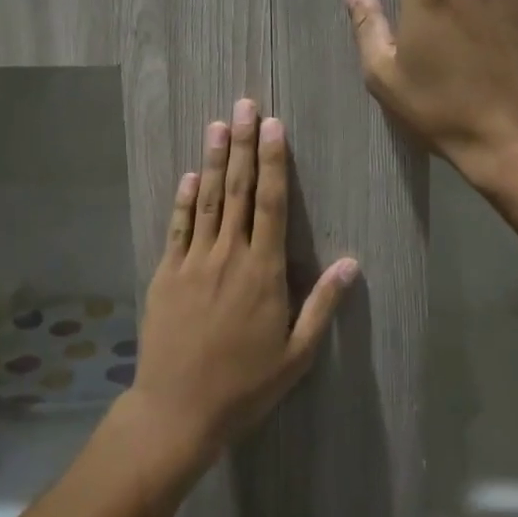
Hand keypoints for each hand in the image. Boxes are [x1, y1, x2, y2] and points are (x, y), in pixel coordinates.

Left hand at [131, 98, 358, 462]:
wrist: (178, 410)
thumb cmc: (245, 385)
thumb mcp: (296, 354)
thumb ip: (322, 305)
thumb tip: (351, 262)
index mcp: (263, 272)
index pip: (272, 204)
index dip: (273, 162)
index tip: (274, 127)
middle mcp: (228, 256)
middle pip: (238, 191)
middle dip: (243, 146)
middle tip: (244, 106)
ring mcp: (193, 262)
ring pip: (207, 201)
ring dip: (214, 161)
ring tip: (217, 125)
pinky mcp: (166, 274)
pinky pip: (177, 228)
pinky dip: (184, 199)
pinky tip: (190, 175)